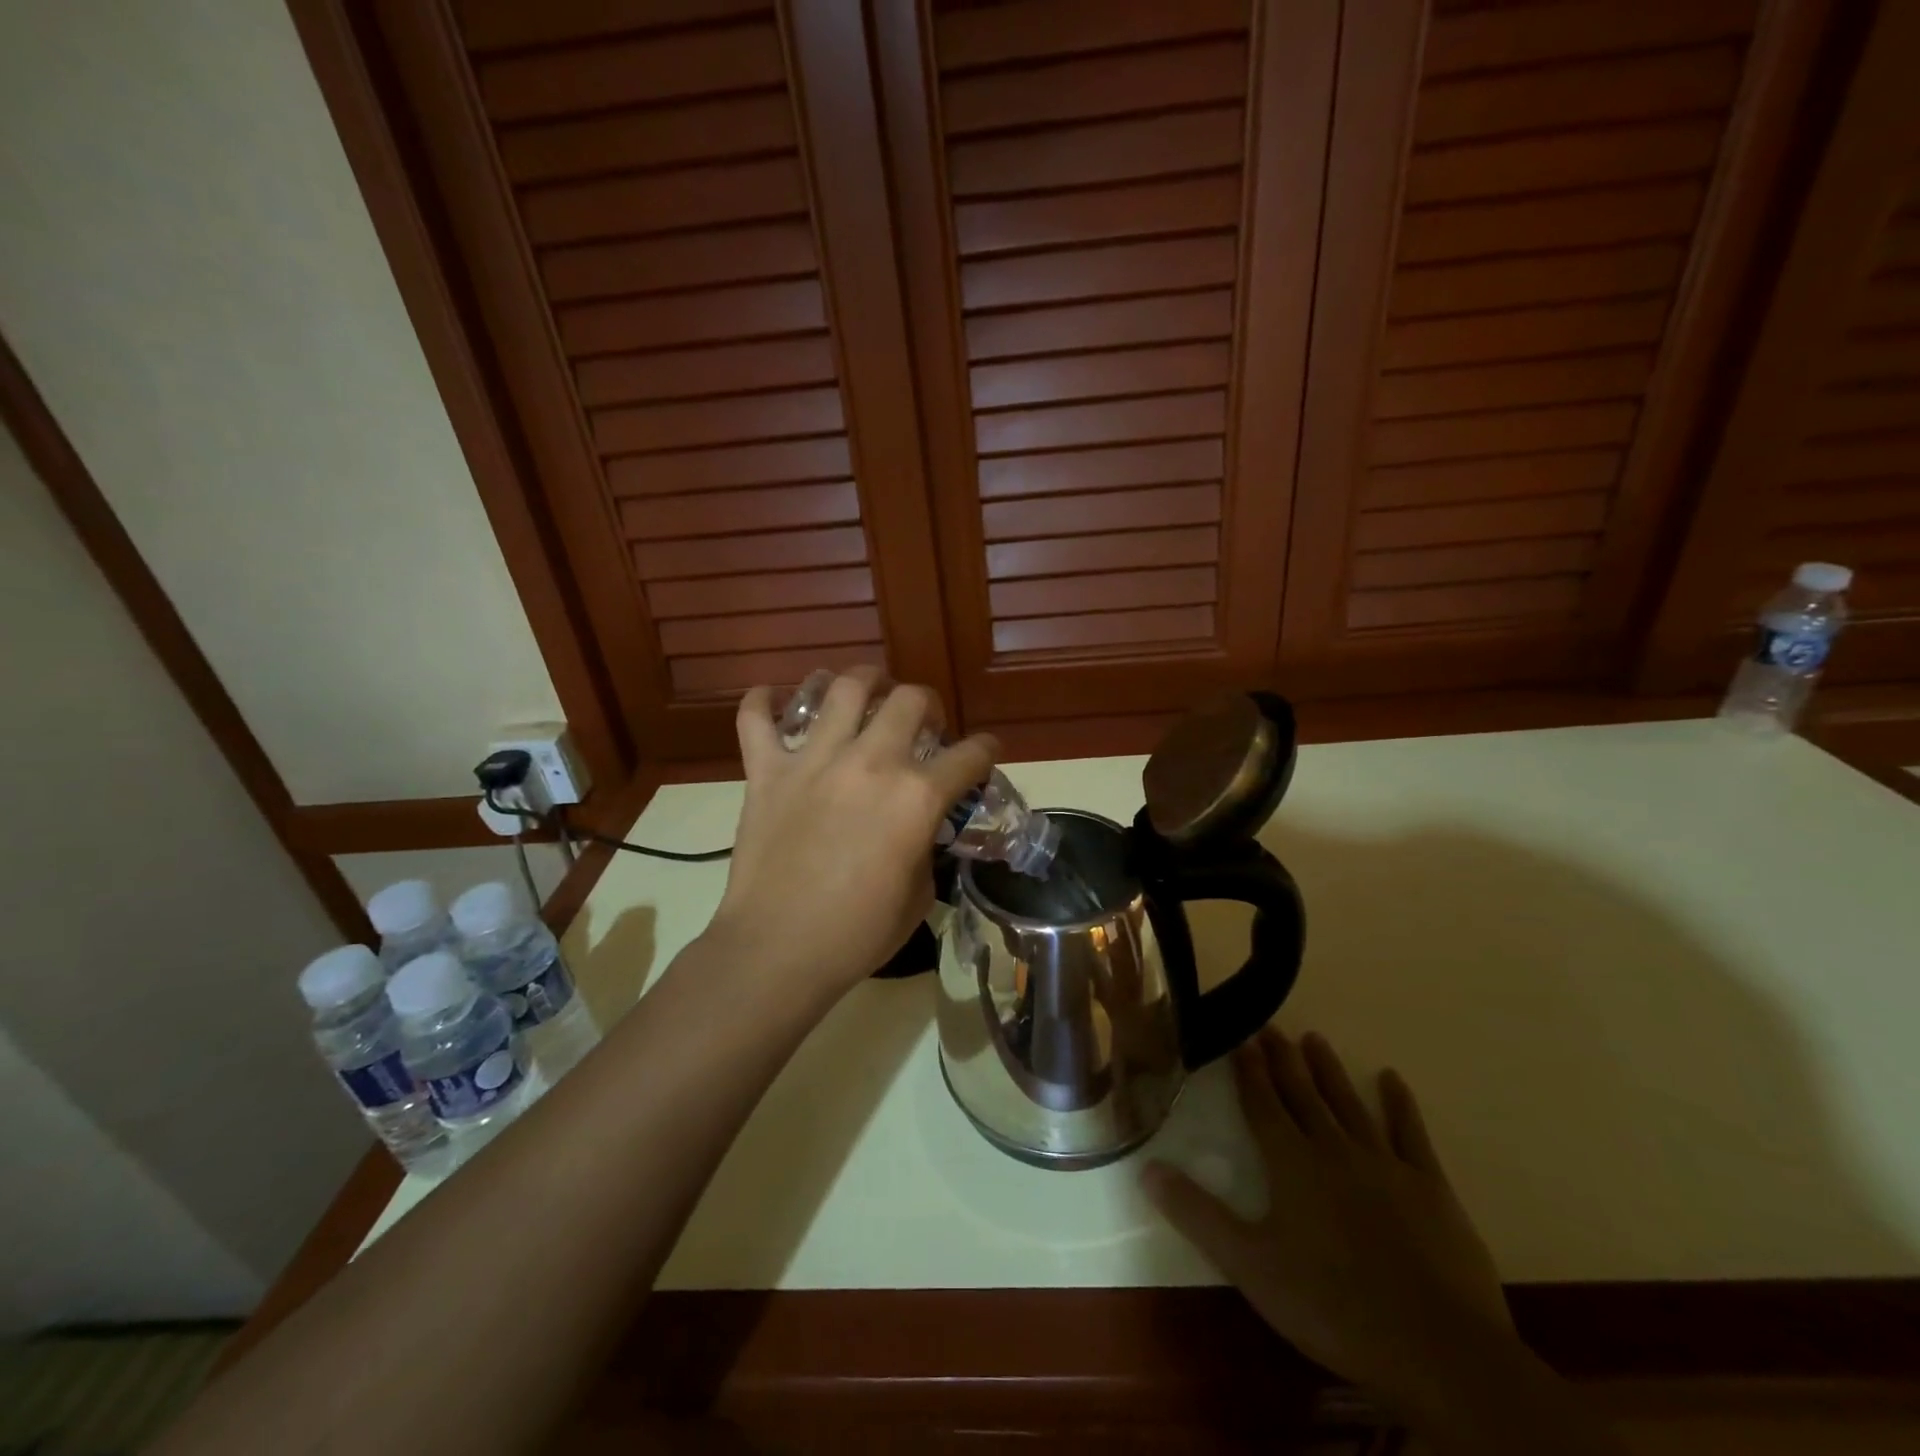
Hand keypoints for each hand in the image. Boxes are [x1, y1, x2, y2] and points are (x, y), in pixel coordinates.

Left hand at [708, 667, 995, 1000]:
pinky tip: (772, 698)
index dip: (985, 750)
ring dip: (863, 681)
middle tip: (922, 720)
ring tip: (866, 690)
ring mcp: (814, 760)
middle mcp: (871, 762)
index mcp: (917, 796)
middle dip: (927, 704)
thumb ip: (925, 848)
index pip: (970, 755)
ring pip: (843, 689)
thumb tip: (919, 830)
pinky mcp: (767, 771)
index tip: (985, 751)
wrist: (778, 950)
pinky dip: (762, 702)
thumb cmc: (858, 934)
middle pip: (909, 699)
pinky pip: (756, 719)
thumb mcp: (918, 895)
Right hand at [1145, 1030, 1512, 1404]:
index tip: (1239, 1036)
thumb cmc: (1332, 1305)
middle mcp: (1333, 1149)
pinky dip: (1400, 1104)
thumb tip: (1147, 1168)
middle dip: (1283, 1058)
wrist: (1438, 1349)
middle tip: (1270, 1025)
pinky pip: (1410, 1133)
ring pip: (1348, 1103)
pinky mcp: (1430, 1187)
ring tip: (1314, 1038)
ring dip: (1329, 1070)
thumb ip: (1197, 1214)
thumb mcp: (1250, 1266)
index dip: (1248, 1070)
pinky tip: (1391, 1078)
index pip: (1262, 1104)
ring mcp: (1385, 1163)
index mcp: (1291, 1163)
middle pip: (1302, 1093)